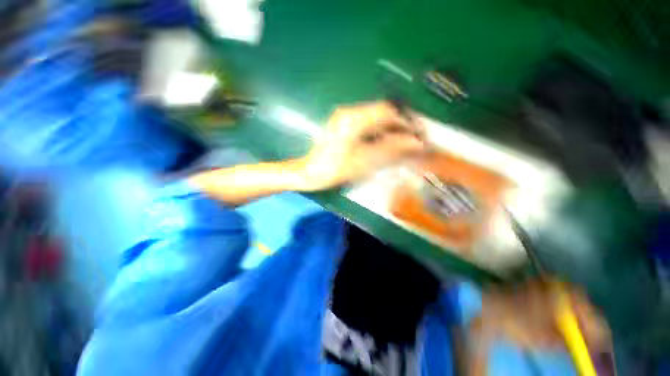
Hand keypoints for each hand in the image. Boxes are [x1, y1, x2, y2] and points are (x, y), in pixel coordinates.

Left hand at [300, 102, 425, 190]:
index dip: (406, 121)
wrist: (309, 173)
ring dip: (390, 129)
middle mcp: (350, 112)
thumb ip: (390, 149)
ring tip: (402, 143)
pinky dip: (379, 133)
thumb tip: (415, 143)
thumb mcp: (364, 161)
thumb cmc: (335, 169)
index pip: (388, 111)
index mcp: (354, 118)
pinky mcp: (343, 125)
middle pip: (382, 113)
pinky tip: (385, 143)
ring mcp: (345, 118)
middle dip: (399, 125)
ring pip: (375, 119)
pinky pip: (367, 125)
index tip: (418, 133)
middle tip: (412, 140)